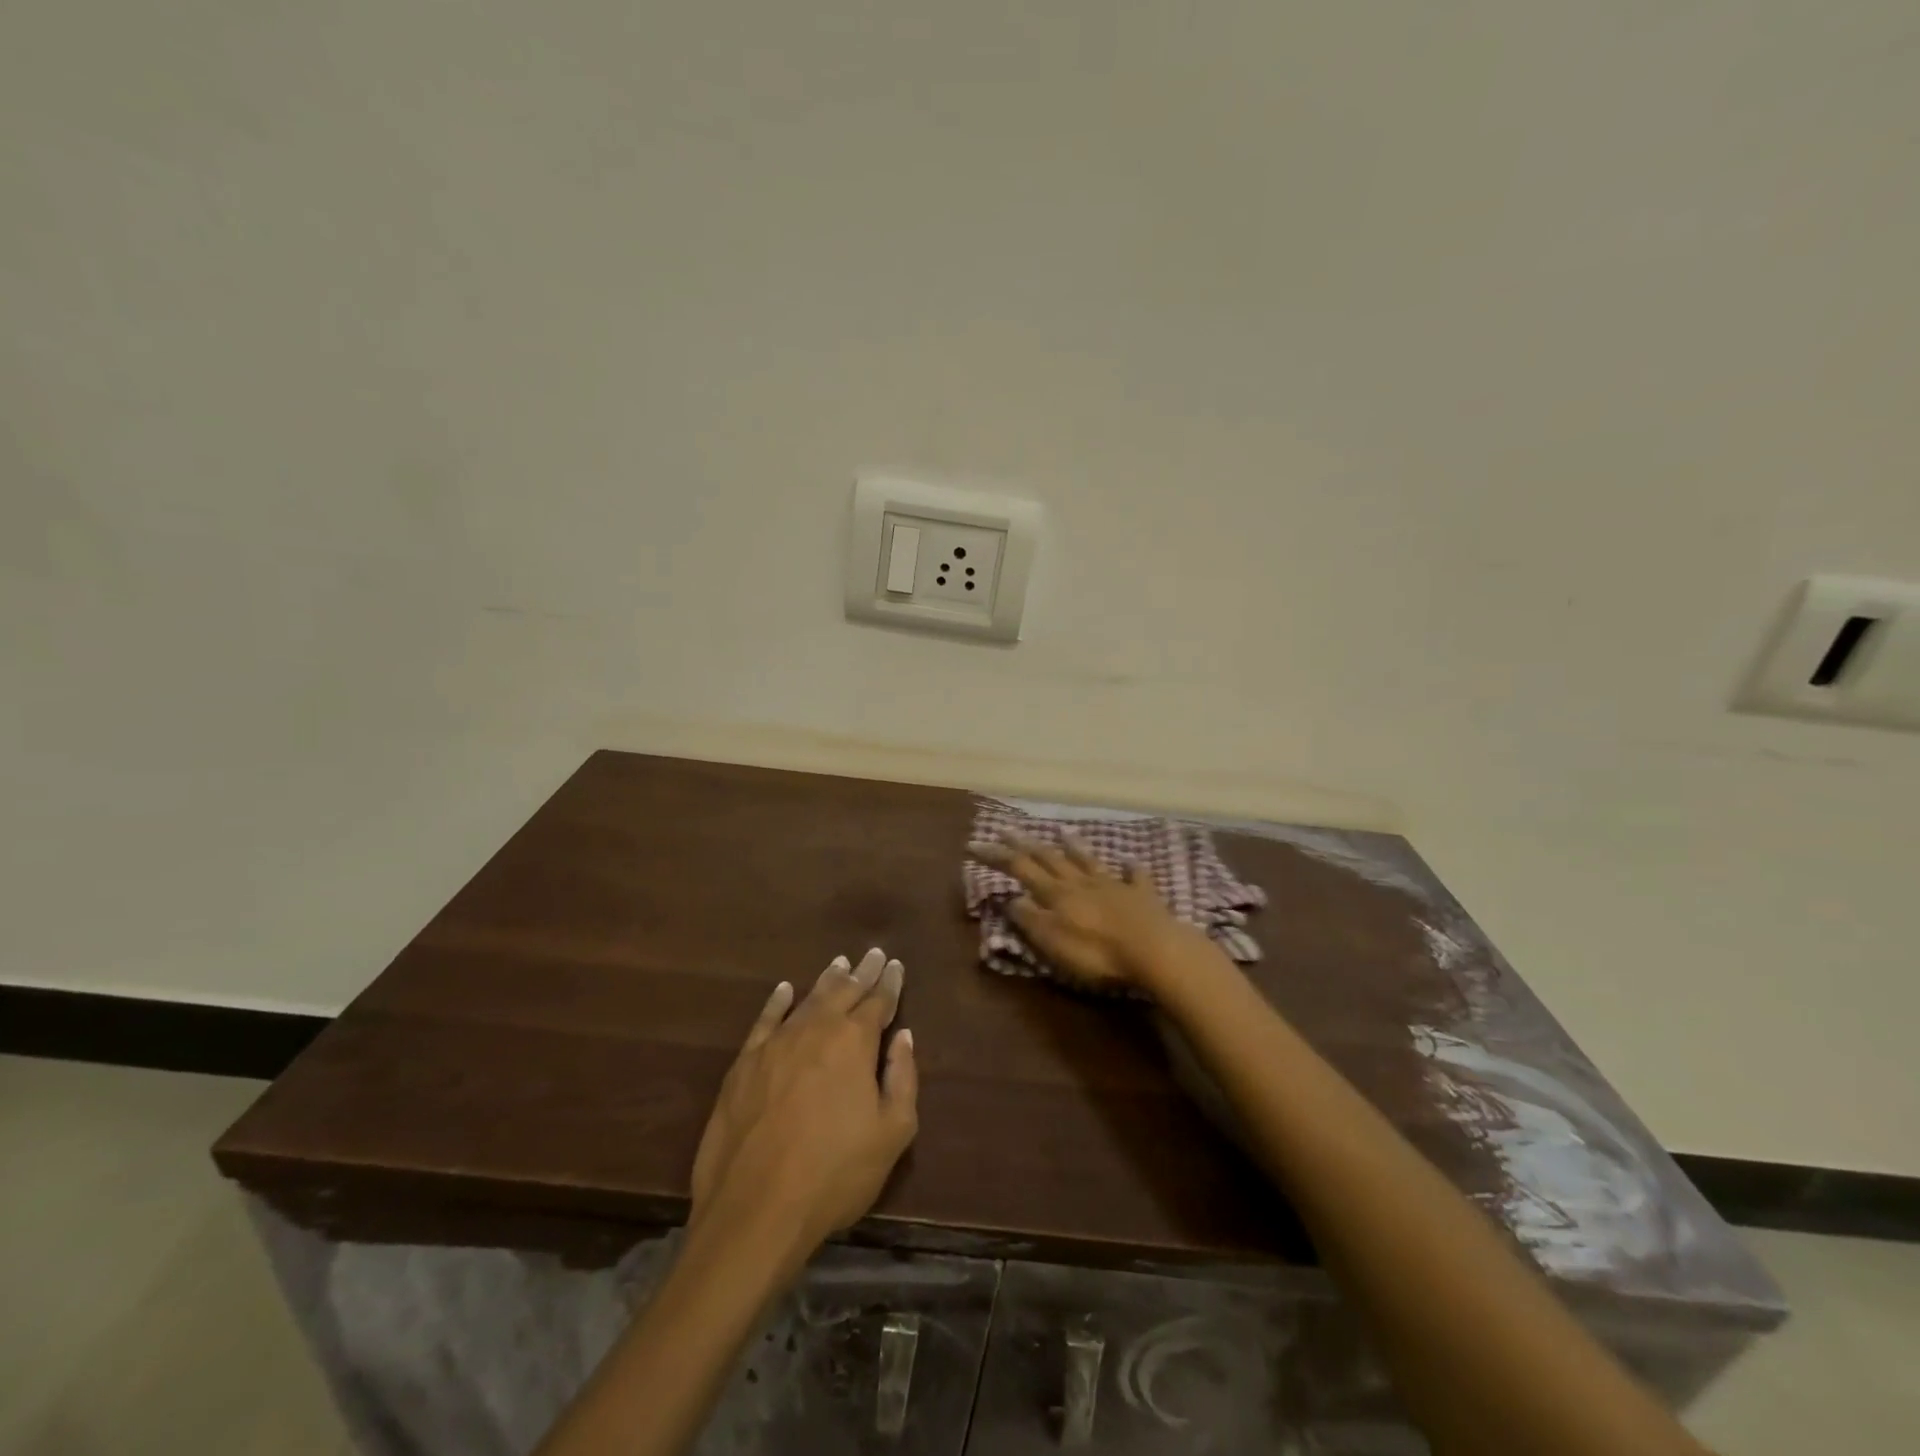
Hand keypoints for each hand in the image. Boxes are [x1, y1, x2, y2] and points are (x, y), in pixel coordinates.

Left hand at [690, 949, 918, 1255]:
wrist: (756, 1207)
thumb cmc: (835, 1173)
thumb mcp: (892, 1132)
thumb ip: (901, 1077)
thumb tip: (902, 1037)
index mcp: (855, 1041)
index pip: (878, 1001)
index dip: (890, 983)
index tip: (896, 966)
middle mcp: (816, 1029)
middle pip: (844, 991)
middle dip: (862, 972)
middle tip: (874, 953)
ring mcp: (776, 1043)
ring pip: (807, 999)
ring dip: (827, 980)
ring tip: (840, 963)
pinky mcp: (745, 1063)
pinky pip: (765, 1020)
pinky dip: (778, 1001)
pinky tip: (785, 990)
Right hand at [970, 834, 1206, 992]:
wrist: (1155, 950)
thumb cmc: (1097, 952)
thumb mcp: (1053, 941)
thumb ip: (1030, 919)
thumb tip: (1010, 899)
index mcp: (1057, 894)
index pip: (1021, 869)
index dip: (997, 856)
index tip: (975, 843)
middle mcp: (1081, 882)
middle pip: (1050, 859)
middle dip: (1026, 845)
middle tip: (1008, 830)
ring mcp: (1114, 885)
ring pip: (1088, 861)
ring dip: (1073, 846)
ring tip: (1062, 831)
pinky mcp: (1143, 896)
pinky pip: (1135, 877)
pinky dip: (1130, 869)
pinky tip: (1130, 862)